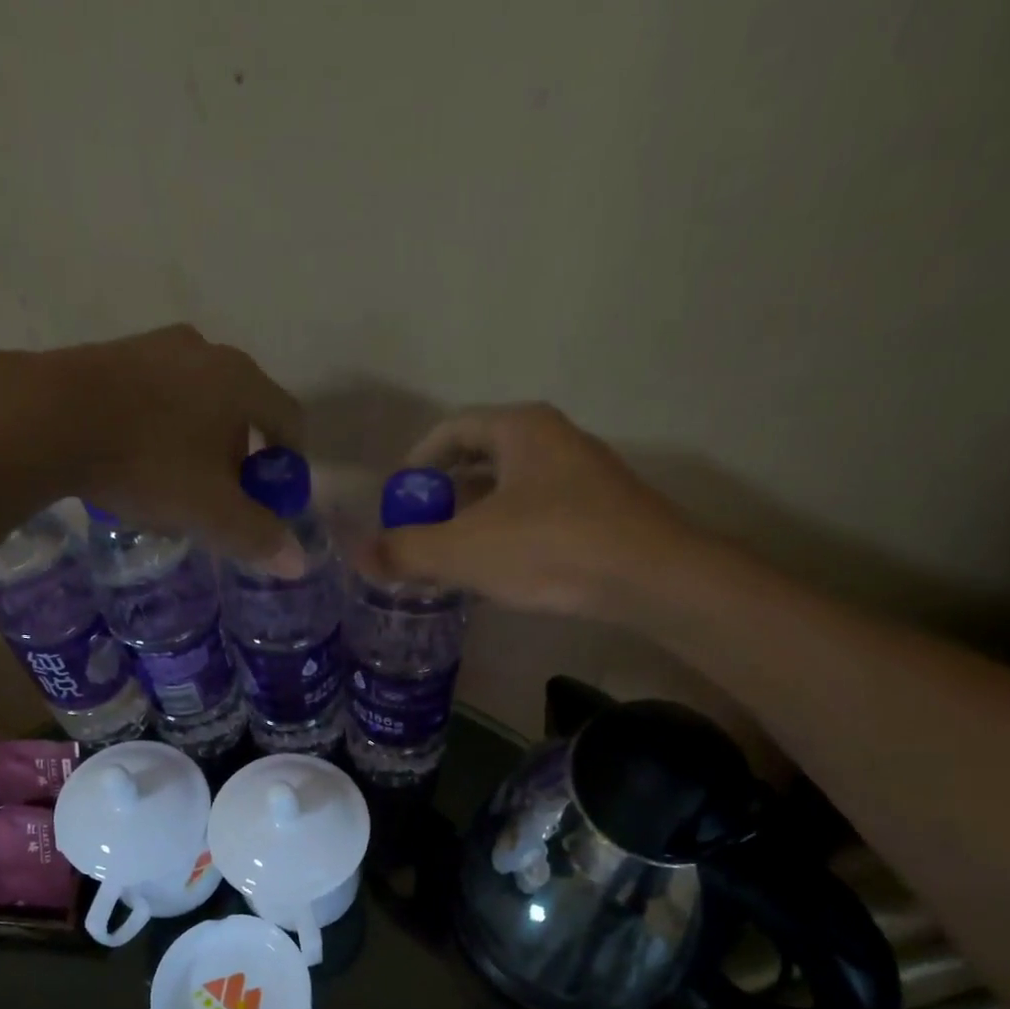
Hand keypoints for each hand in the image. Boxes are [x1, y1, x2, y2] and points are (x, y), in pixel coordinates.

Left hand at [0, 326, 304, 572]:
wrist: (46, 419)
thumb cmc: (148, 463)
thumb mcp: (211, 512)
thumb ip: (258, 536)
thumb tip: (298, 562)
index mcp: (240, 380)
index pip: (289, 419)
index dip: (291, 464)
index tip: (276, 499)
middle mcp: (205, 350)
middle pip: (242, 411)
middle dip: (240, 459)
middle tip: (222, 501)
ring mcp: (155, 346)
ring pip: (196, 403)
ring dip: (197, 445)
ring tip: (173, 486)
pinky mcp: (111, 353)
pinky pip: (155, 397)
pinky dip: (160, 430)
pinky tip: (135, 462)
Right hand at [361, 404, 705, 620]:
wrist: (652, 578)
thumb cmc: (551, 548)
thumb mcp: (465, 551)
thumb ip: (406, 551)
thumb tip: (357, 554)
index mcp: (520, 429)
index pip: (452, 429)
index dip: (416, 461)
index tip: (396, 498)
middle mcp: (553, 440)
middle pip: (481, 458)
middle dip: (443, 493)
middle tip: (417, 530)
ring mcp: (582, 476)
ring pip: (510, 488)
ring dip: (474, 516)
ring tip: (449, 555)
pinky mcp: (600, 512)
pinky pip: (536, 512)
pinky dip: (505, 532)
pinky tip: (496, 569)